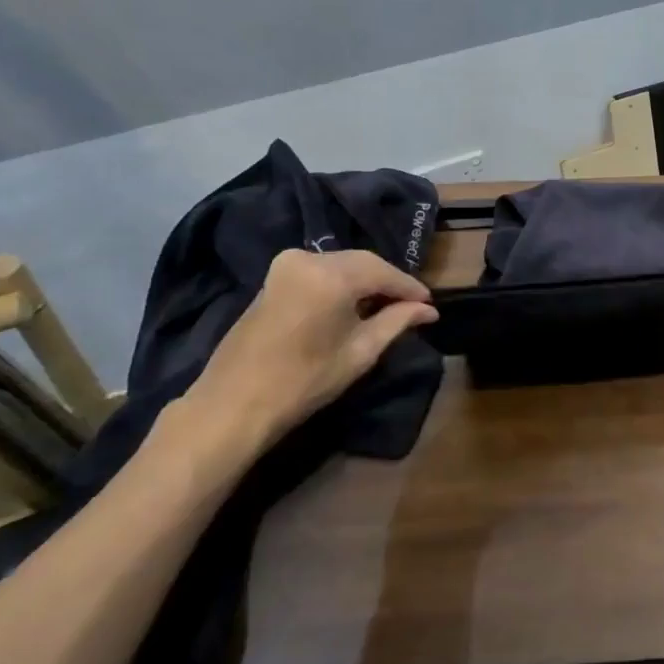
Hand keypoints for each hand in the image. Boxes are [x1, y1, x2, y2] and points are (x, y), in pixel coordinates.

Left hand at [161, 249, 436, 477]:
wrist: (233, 405)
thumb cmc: (304, 381)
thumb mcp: (361, 352)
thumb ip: (397, 322)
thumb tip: (427, 310)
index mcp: (332, 275)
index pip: (384, 272)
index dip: (410, 288)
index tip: (430, 304)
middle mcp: (308, 259)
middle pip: (362, 262)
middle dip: (388, 282)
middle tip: (412, 304)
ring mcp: (285, 266)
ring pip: (341, 264)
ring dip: (365, 281)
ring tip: (386, 305)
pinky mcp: (272, 278)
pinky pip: (320, 271)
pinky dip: (341, 283)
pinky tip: (353, 304)